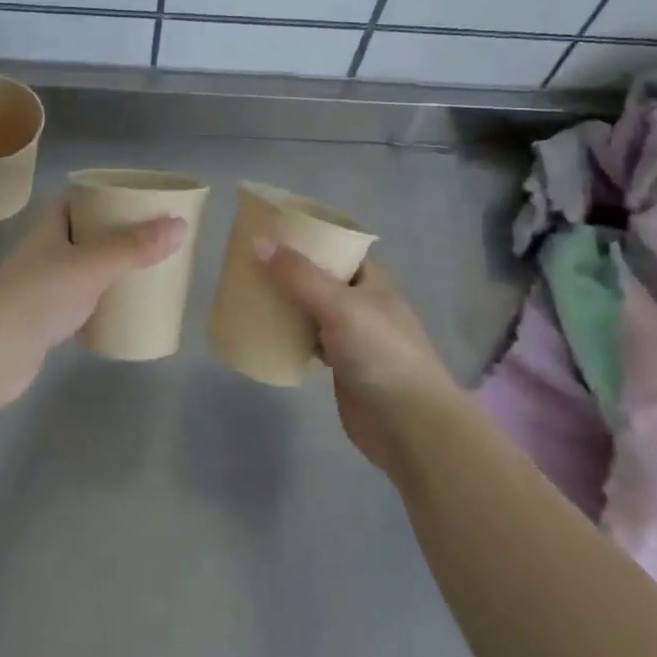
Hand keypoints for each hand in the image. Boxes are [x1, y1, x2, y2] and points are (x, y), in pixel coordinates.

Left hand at [0, 200, 187, 409]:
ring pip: (85, 270)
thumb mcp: (92, 265)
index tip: (138, 201)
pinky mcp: (46, 321)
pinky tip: (126, 311)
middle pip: (85, 235)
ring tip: (148, 272)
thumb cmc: (39, 296)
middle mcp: (45, 252)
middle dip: (117, 236)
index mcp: (50, 227)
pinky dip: (104, 304)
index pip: (77, 201)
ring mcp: (44, 287)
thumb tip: (180, 226)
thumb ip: (134, 247)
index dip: (104, 197)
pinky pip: (83, 303)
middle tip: (154, 239)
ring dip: (112, 270)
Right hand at [254, 243, 459, 473]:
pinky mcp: (342, 365)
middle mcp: (362, 302)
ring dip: (285, 303)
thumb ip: (299, 275)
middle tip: (247, 263)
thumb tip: (258, 243)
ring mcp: (352, 335)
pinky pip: (309, 340)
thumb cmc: (380, 352)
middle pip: (319, 278)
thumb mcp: (339, 305)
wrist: (409, 424)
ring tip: (248, 292)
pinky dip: (289, 335)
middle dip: (287, 271)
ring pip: (311, 309)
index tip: (267, 233)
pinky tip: (264, 332)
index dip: (305, 238)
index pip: (335, 247)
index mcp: (371, 279)